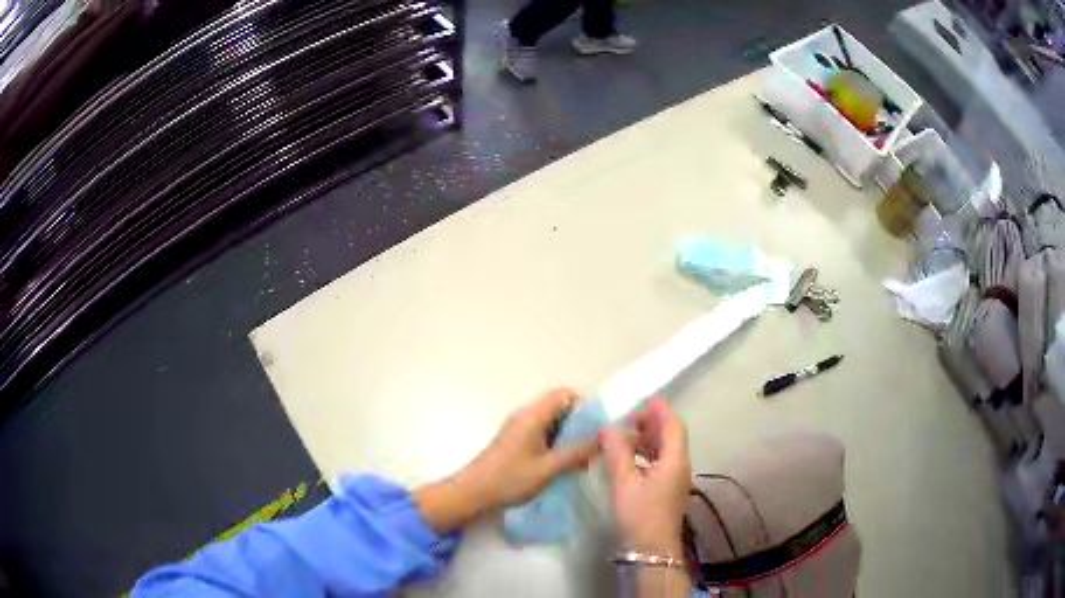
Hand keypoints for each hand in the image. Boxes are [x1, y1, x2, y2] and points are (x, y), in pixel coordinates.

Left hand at [414, 389, 598, 533]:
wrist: (472, 492)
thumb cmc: (510, 479)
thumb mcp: (549, 468)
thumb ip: (577, 452)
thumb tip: (604, 438)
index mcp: (533, 415)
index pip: (566, 395)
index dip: (586, 406)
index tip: (600, 427)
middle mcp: (525, 415)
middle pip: (559, 407)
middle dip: (579, 423)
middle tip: (595, 445)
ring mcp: (518, 427)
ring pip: (551, 422)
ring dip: (568, 435)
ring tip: (583, 457)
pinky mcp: (514, 440)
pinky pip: (541, 432)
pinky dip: (555, 443)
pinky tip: (564, 464)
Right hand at [600, 397, 691, 556]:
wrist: (652, 550)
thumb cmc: (640, 515)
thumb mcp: (625, 483)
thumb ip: (616, 453)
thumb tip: (607, 427)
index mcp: (674, 460)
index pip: (673, 425)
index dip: (660, 409)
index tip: (643, 398)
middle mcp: (680, 465)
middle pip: (671, 435)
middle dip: (652, 423)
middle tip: (627, 418)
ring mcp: (676, 479)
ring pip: (666, 449)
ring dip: (648, 439)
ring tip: (624, 436)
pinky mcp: (668, 489)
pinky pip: (661, 462)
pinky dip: (647, 454)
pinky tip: (629, 459)